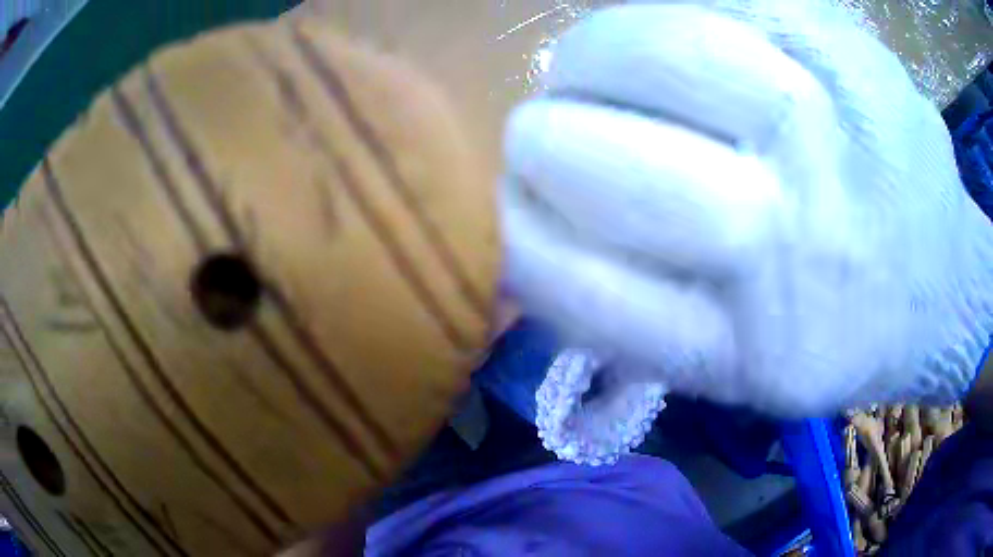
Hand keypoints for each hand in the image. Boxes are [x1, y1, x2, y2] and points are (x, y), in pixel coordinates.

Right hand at [502, 0, 992, 415]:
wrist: (941, 294)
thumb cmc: (838, 342)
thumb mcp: (732, 373)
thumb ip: (625, 320)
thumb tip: (514, 245)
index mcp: (742, 350)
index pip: (570, 281)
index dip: (513, 236)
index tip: (507, 213)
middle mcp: (791, 247)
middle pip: (598, 156)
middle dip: (541, 137)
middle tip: (545, 132)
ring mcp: (835, 134)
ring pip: (659, 47)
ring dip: (595, 56)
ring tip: (598, 68)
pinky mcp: (855, 56)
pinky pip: (726, 2)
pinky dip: (671, 15)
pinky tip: (682, 44)